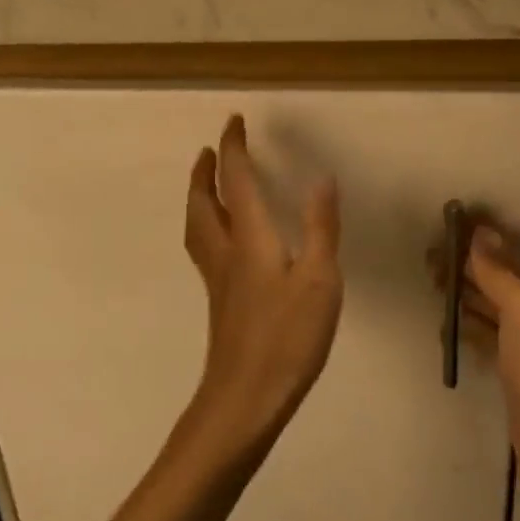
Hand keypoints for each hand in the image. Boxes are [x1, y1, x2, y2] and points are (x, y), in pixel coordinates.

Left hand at [182, 115, 342, 455]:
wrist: (245, 399)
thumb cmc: (287, 338)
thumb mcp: (319, 280)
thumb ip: (320, 227)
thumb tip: (322, 177)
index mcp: (250, 239)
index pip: (236, 180)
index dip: (233, 148)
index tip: (233, 122)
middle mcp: (226, 252)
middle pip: (203, 202)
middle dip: (205, 171)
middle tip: (209, 150)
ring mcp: (218, 280)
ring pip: (197, 226)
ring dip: (199, 197)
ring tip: (207, 185)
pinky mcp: (220, 303)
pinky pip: (205, 248)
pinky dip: (207, 225)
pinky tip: (224, 241)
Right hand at [455, 224, 519, 497]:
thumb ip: (500, 273)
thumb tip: (481, 232)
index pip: (506, 252)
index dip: (480, 238)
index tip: (447, 227)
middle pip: (494, 277)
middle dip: (465, 264)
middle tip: (429, 260)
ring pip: (487, 305)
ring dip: (462, 292)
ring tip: (433, 286)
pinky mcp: (509, 368)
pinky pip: (483, 335)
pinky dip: (465, 326)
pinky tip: (447, 328)